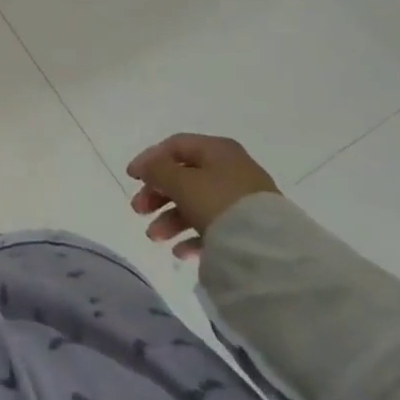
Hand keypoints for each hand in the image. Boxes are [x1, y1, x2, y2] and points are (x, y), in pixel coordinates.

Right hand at [128, 134, 279, 261]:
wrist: (269, 250)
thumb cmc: (219, 203)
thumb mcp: (181, 181)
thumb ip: (157, 170)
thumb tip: (144, 167)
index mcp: (217, 150)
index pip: (175, 146)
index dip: (149, 159)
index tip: (130, 179)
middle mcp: (231, 170)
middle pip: (184, 177)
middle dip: (157, 195)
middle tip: (138, 211)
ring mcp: (242, 201)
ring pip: (196, 204)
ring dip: (170, 218)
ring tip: (155, 238)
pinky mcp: (249, 229)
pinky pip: (213, 227)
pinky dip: (192, 236)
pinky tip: (180, 252)